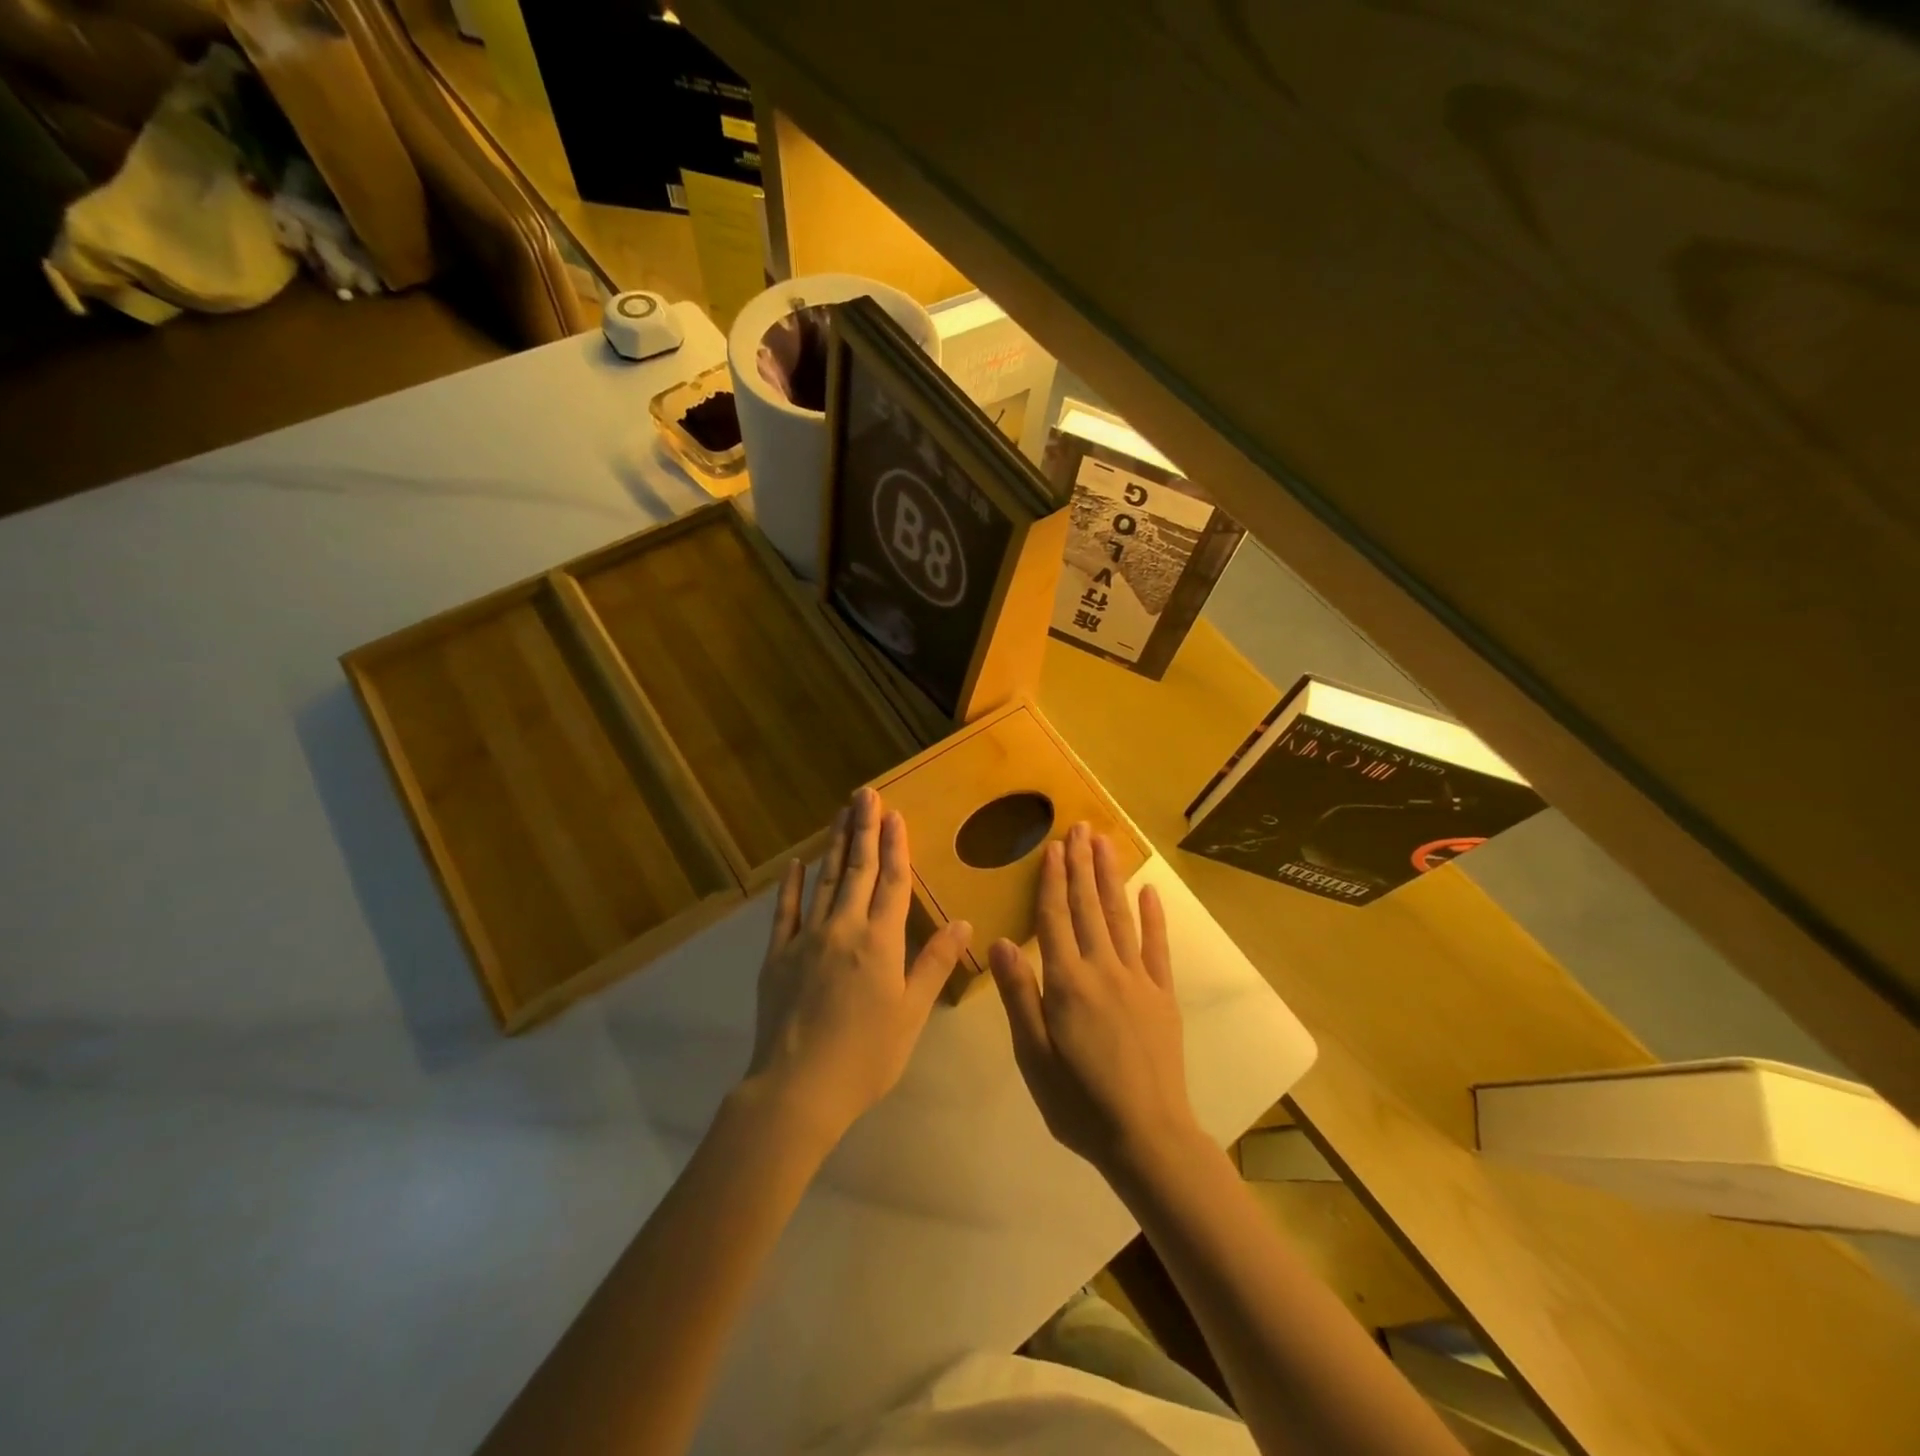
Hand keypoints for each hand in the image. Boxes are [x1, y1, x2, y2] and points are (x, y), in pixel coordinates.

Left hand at [745, 786, 972, 1146]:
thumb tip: (964, 921)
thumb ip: (934, 963)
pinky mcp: (777, 955)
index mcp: (880, 942)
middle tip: (865, 794)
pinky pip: (785, 911)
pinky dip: (791, 885)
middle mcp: (843, 929)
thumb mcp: (911, 1013)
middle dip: (863, 829)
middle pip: (856, 870)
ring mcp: (806, 939)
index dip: (894, 846)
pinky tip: (796, 864)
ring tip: (841, 813)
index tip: (894, 814)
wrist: (798, 1088)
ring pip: (824, 881)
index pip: (891, 882)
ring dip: (834, 845)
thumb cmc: (866, 1056)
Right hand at [989, 822, 1200, 1180]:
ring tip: (1105, 843)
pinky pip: (1157, 947)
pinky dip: (1154, 917)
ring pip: (1120, 917)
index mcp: (1067, 983)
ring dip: (1111, 877)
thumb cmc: (1078, 1102)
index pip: (1055, 919)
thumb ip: (1019, 995)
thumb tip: (1000, 941)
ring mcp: (1137, 979)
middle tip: (1080, 827)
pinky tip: (1149, 891)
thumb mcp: (1033, 1056)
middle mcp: (1103, 970)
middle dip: (1082, 865)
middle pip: (1088, 907)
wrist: (1147, 1136)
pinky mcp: (1163, 995)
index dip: (1053, 880)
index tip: (1053, 846)